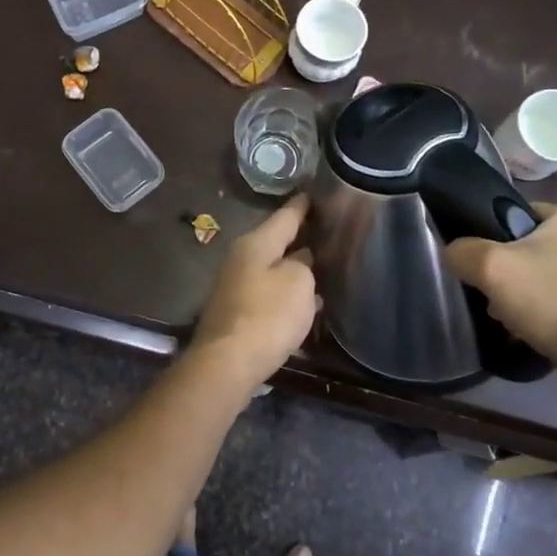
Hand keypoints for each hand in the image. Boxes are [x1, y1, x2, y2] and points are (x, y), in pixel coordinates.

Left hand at [192, 193, 318, 384]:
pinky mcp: (236, 311)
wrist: (227, 363)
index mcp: (256, 243)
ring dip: (294, 268)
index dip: (304, 205)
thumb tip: (300, 260)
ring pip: (272, 268)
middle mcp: (241, 258)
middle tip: (329, 232)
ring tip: (324, 266)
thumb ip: (304, 264)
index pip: (286, 215)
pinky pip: (268, 293)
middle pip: (277, 241)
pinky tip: (305, 302)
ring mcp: (235, 285)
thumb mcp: (298, 283)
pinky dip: (286, 293)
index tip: (317, 192)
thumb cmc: (267, 316)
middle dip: (301, 237)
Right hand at [445, 201, 556, 372]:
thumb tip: (455, 253)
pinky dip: (548, 304)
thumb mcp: (490, 268)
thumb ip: (462, 251)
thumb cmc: (552, 301)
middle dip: (511, 271)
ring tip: (514, 315)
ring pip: (546, 269)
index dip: (494, 243)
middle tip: (498, 297)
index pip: (517, 216)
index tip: (488, 272)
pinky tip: (536, 323)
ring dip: (526, 290)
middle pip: (531, 245)